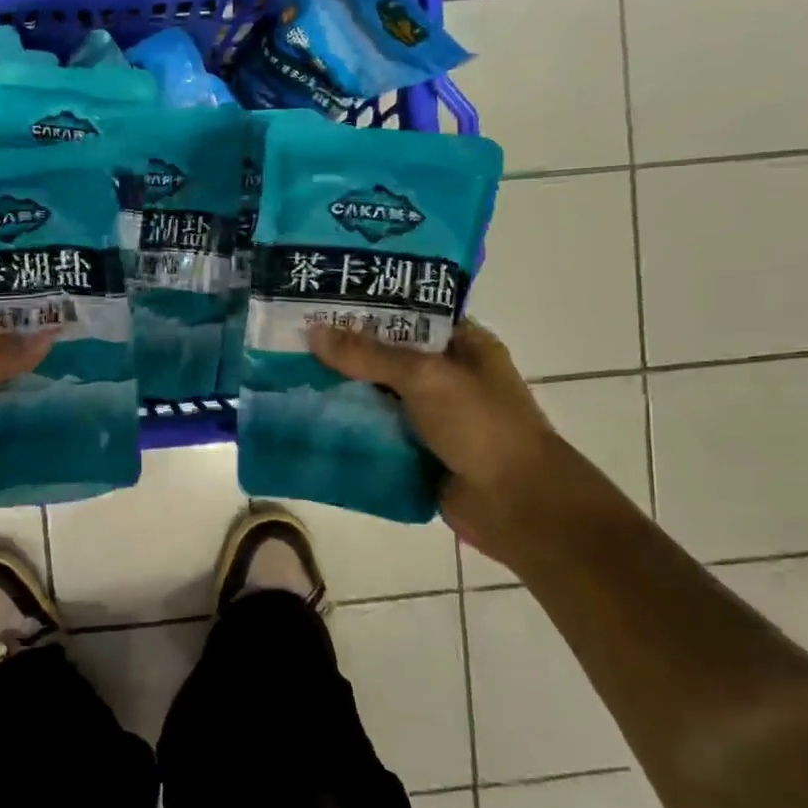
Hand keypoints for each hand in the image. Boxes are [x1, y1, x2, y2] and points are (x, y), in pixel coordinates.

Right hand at [310, 321, 584, 557]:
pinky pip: (377, 432)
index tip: (320, 303)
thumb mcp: (426, 377)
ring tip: (290, 376)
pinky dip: (351, 428)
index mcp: (464, 345)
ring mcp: (433, 416)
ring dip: (344, 392)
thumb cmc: (481, 426)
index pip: (409, 313)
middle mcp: (448, 376)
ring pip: (378, 396)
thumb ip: (369, 355)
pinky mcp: (419, 451)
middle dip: (346, 352)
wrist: (516, 504)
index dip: (368, 308)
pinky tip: (311, 419)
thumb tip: (314, 332)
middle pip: (388, 356)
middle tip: (293, 340)